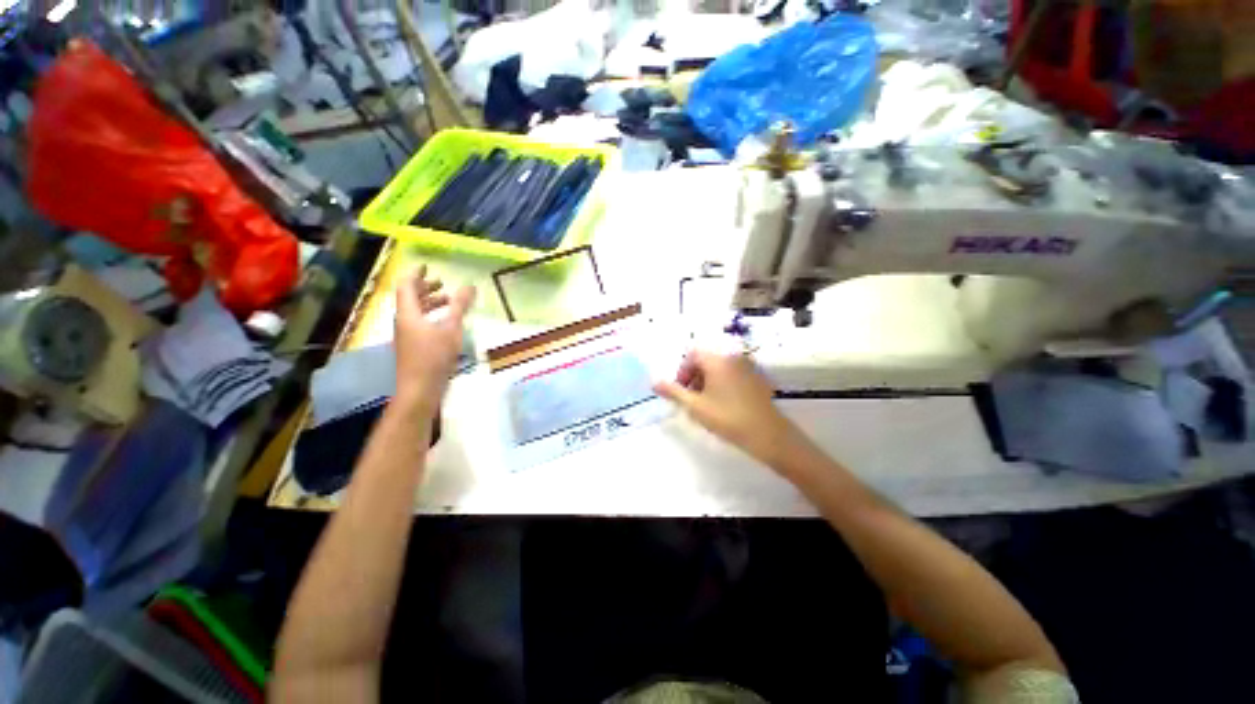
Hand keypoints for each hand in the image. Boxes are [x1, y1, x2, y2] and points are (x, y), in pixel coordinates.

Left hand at [393, 265, 475, 412]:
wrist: (420, 389)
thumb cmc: (434, 356)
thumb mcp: (451, 328)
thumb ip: (460, 306)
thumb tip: (470, 286)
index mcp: (407, 313)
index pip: (406, 286)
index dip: (415, 274)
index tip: (426, 266)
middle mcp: (403, 322)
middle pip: (409, 298)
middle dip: (424, 288)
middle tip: (441, 283)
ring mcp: (407, 336)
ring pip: (415, 312)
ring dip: (430, 303)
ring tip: (448, 302)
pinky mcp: (413, 347)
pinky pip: (420, 324)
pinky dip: (432, 317)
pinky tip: (446, 323)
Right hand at [653, 349, 798, 465]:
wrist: (768, 435)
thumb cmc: (728, 418)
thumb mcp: (695, 406)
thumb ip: (673, 392)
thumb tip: (654, 382)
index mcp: (717, 360)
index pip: (692, 354)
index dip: (682, 371)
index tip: (681, 391)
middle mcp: (733, 357)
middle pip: (706, 360)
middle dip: (694, 378)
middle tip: (691, 400)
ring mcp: (748, 367)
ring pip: (719, 369)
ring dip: (707, 382)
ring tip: (706, 405)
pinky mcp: (757, 379)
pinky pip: (733, 375)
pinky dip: (722, 384)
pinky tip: (724, 405)